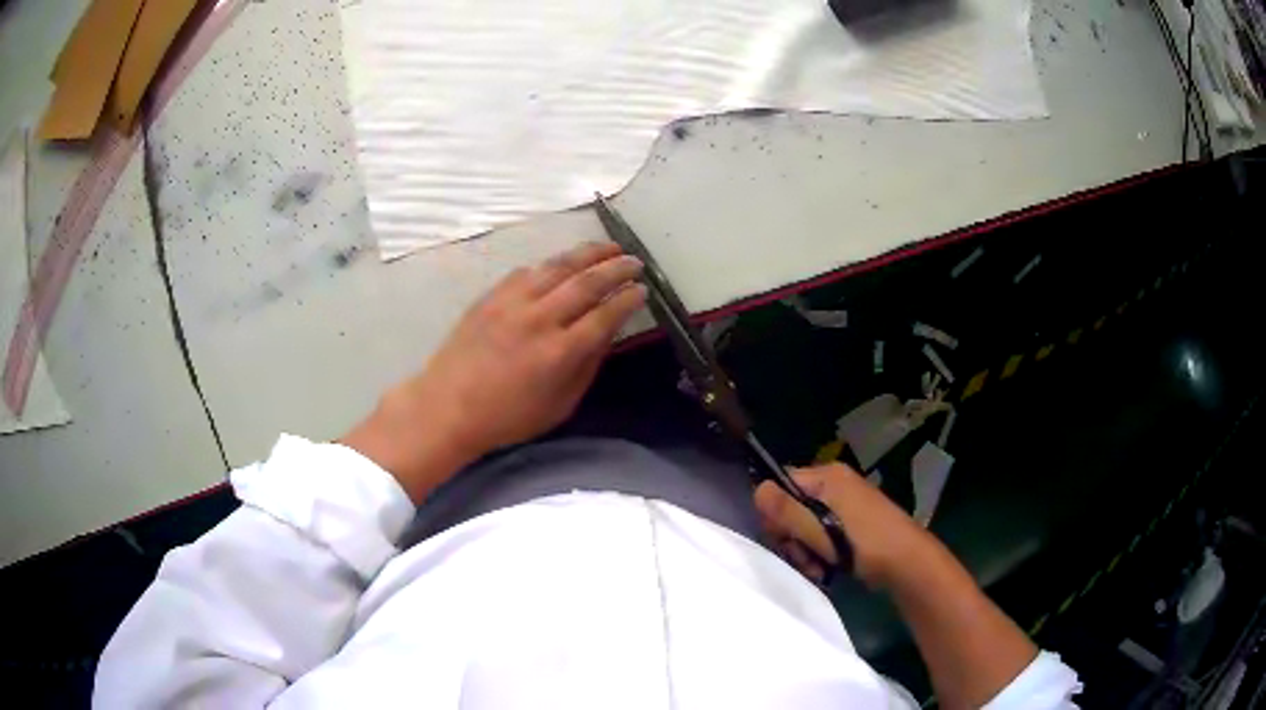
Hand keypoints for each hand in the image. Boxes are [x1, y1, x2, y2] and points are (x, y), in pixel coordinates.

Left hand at [345, 242, 645, 501]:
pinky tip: (560, 264)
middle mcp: (540, 319)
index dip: (628, 299)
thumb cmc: (506, 417)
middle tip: (635, 261)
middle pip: (587, 282)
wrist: (446, 407)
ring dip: (587, 253)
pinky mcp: (491, 296)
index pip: (605, 315)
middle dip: (616, 267)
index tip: (642, 290)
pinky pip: (527, 271)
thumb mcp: (558, 406)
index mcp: (560, 352)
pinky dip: (549, 265)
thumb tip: (607, 335)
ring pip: (557, 266)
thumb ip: (586, 367)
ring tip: (607, 247)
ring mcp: (512, 302)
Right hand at [754, 462, 934, 588]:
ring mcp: (844, 505)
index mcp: (827, 476)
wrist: (908, 563)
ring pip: (805, 526)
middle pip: (791, 508)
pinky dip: (819, 553)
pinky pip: (821, 535)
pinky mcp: (851, 524)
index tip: (783, 540)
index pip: (781, 485)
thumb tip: (757, 490)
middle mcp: (834, 484)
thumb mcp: (819, 530)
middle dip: (792, 539)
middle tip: (804, 559)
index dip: (775, 514)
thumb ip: (786, 511)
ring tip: (818, 569)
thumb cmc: (863, 543)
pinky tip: (826, 569)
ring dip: (804, 551)